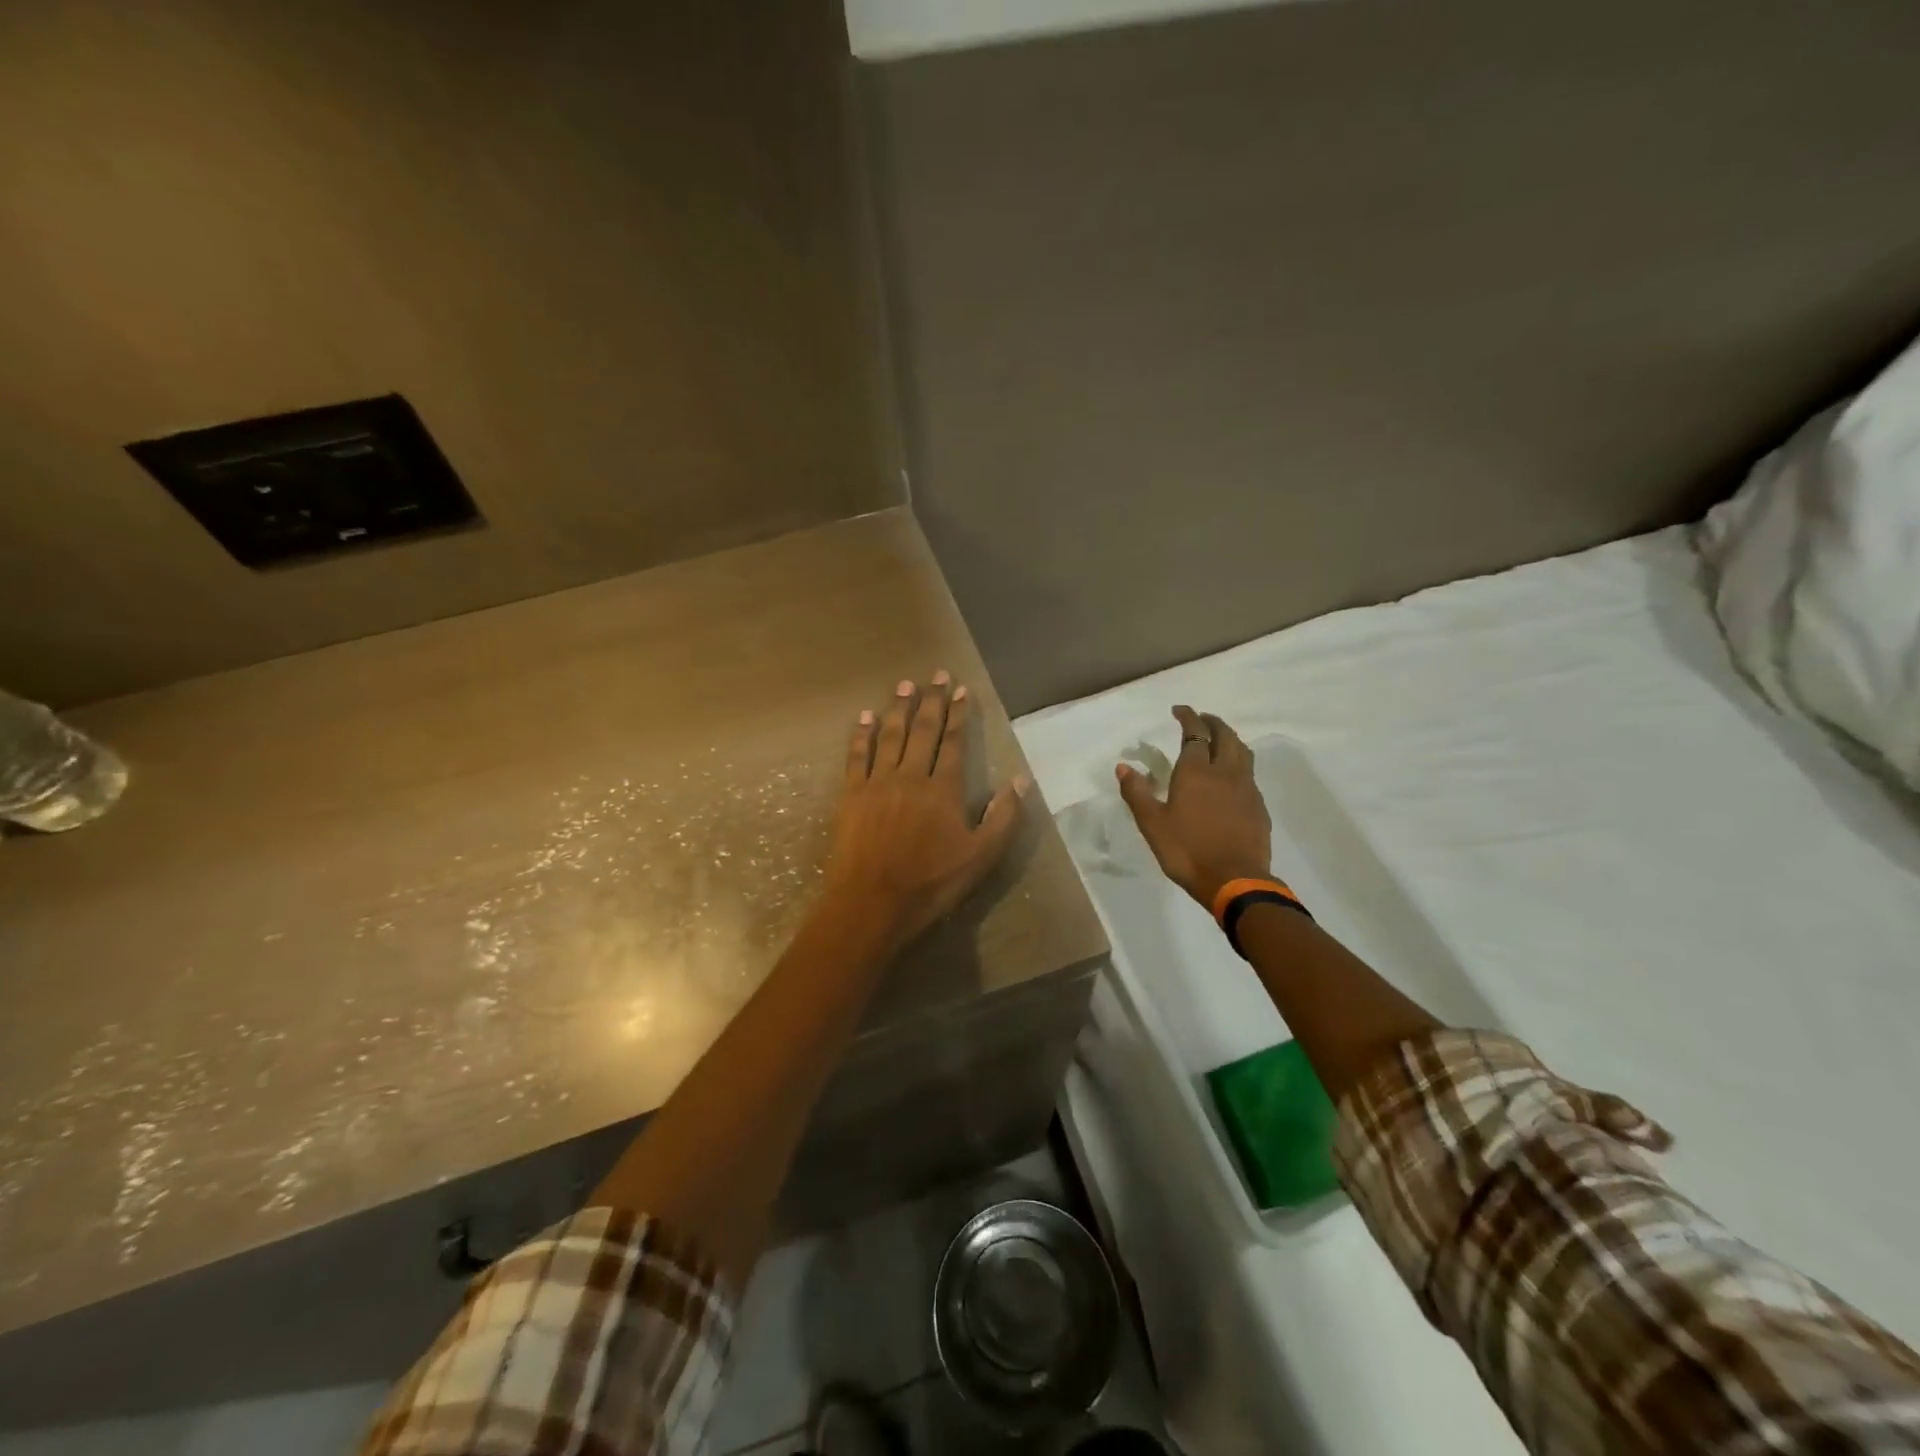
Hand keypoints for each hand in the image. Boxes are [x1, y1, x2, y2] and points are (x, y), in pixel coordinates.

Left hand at [820, 673, 1028, 950]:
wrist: (873, 902)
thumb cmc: (931, 882)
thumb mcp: (981, 857)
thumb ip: (1003, 817)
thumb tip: (1020, 779)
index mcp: (943, 789)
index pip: (953, 742)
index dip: (958, 714)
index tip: (962, 689)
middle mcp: (911, 775)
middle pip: (922, 730)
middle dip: (931, 700)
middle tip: (936, 674)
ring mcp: (878, 782)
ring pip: (890, 736)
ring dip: (898, 708)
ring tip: (905, 685)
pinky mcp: (851, 794)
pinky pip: (856, 756)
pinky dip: (861, 734)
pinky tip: (864, 717)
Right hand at [1116, 706, 1271, 909]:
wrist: (1235, 880)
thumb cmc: (1187, 850)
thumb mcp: (1152, 824)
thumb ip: (1137, 793)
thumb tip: (1123, 766)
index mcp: (1196, 771)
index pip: (1195, 733)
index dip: (1188, 717)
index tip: (1179, 710)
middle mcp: (1225, 772)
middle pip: (1224, 736)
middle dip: (1212, 722)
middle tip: (1201, 719)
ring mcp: (1246, 788)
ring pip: (1242, 752)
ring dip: (1230, 739)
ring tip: (1219, 740)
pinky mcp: (1258, 806)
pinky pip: (1249, 773)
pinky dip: (1239, 763)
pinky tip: (1232, 777)